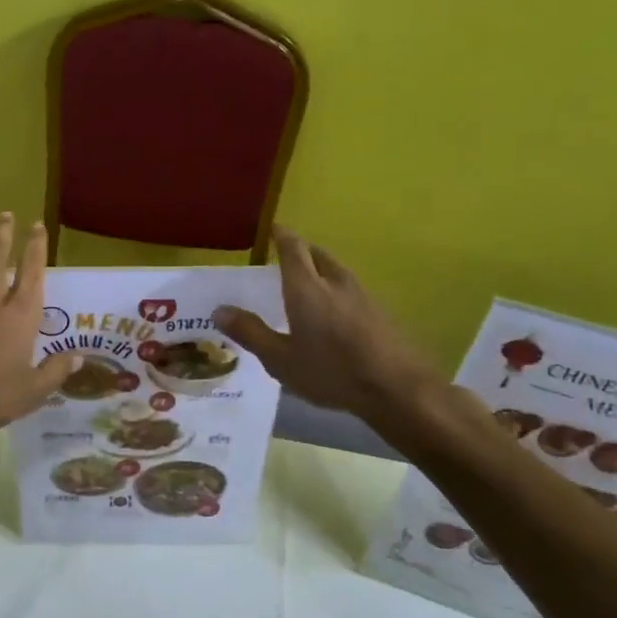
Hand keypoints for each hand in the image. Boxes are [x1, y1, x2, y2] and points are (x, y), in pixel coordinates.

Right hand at [214, 227, 450, 436]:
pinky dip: (336, 289)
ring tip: (307, 282)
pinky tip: (333, 311)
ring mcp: (363, 296)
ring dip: (320, 268)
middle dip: (301, 250)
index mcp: (306, 288)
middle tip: (284, 257)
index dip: (281, 235)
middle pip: (318, 254)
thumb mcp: (280, 359)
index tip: (272, 229)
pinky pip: (351, 289)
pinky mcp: (380, 312)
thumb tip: (219, 310)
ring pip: (337, 270)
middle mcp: (335, 282)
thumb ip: (250, 332)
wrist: (397, 388)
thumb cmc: (331, 371)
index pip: (293, 248)